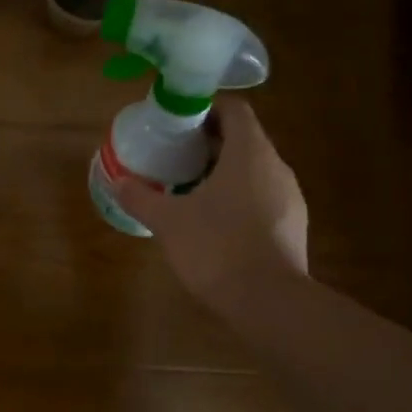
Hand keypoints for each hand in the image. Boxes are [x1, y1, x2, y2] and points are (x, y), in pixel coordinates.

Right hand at [113, 95, 309, 306]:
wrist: (268, 301)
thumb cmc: (216, 247)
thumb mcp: (168, 221)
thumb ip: (141, 198)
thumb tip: (118, 182)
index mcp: (249, 152)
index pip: (235, 110)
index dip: (207, 109)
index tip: (179, 124)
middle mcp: (276, 167)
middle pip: (244, 140)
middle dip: (210, 144)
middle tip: (176, 157)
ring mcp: (290, 198)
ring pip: (255, 171)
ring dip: (225, 173)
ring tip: (191, 190)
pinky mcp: (293, 227)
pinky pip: (263, 199)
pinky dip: (239, 199)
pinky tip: (215, 223)